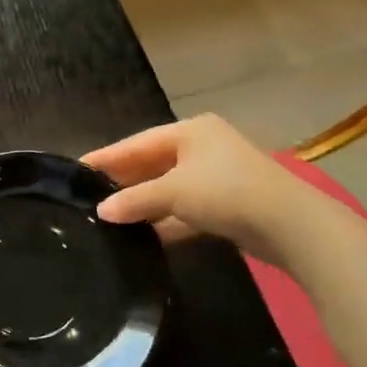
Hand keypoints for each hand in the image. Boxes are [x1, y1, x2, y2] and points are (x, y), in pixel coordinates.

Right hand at [83, 114, 308, 264]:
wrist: (290, 224)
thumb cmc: (226, 192)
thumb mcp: (173, 192)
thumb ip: (134, 200)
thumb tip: (101, 211)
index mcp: (190, 131)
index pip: (136, 142)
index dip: (106, 157)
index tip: (76, 168)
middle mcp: (203, 148)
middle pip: (152, 163)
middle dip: (123, 181)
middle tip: (89, 195)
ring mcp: (217, 177)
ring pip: (168, 188)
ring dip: (144, 203)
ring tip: (109, 217)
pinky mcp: (227, 204)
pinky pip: (184, 209)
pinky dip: (166, 220)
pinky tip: (143, 235)